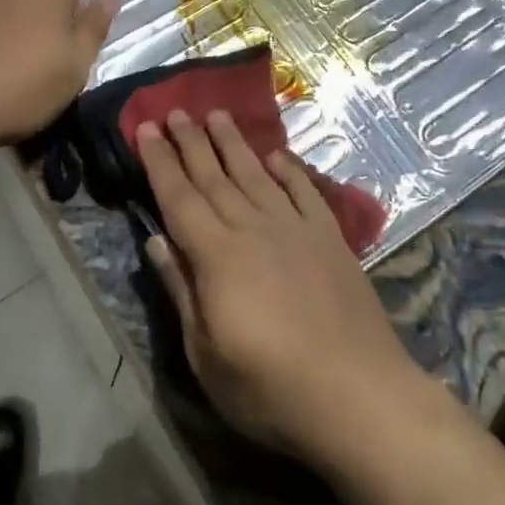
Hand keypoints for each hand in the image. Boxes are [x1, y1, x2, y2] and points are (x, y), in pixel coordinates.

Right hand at [138, 110, 427, 464]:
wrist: (357, 393)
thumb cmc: (270, 388)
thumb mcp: (206, 356)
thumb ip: (182, 291)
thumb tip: (156, 241)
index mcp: (217, 255)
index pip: (179, 197)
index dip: (160, 161)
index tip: (146, 127)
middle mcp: (253, 228)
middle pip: (214, 176)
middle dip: (190, 141)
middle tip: (175, 110)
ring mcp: (295, 228)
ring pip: (255, 174)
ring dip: (233, 143)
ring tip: (217, 114)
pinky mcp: (329, 237)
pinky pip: (304, 192)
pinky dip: (289, 171)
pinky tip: (277, 156)